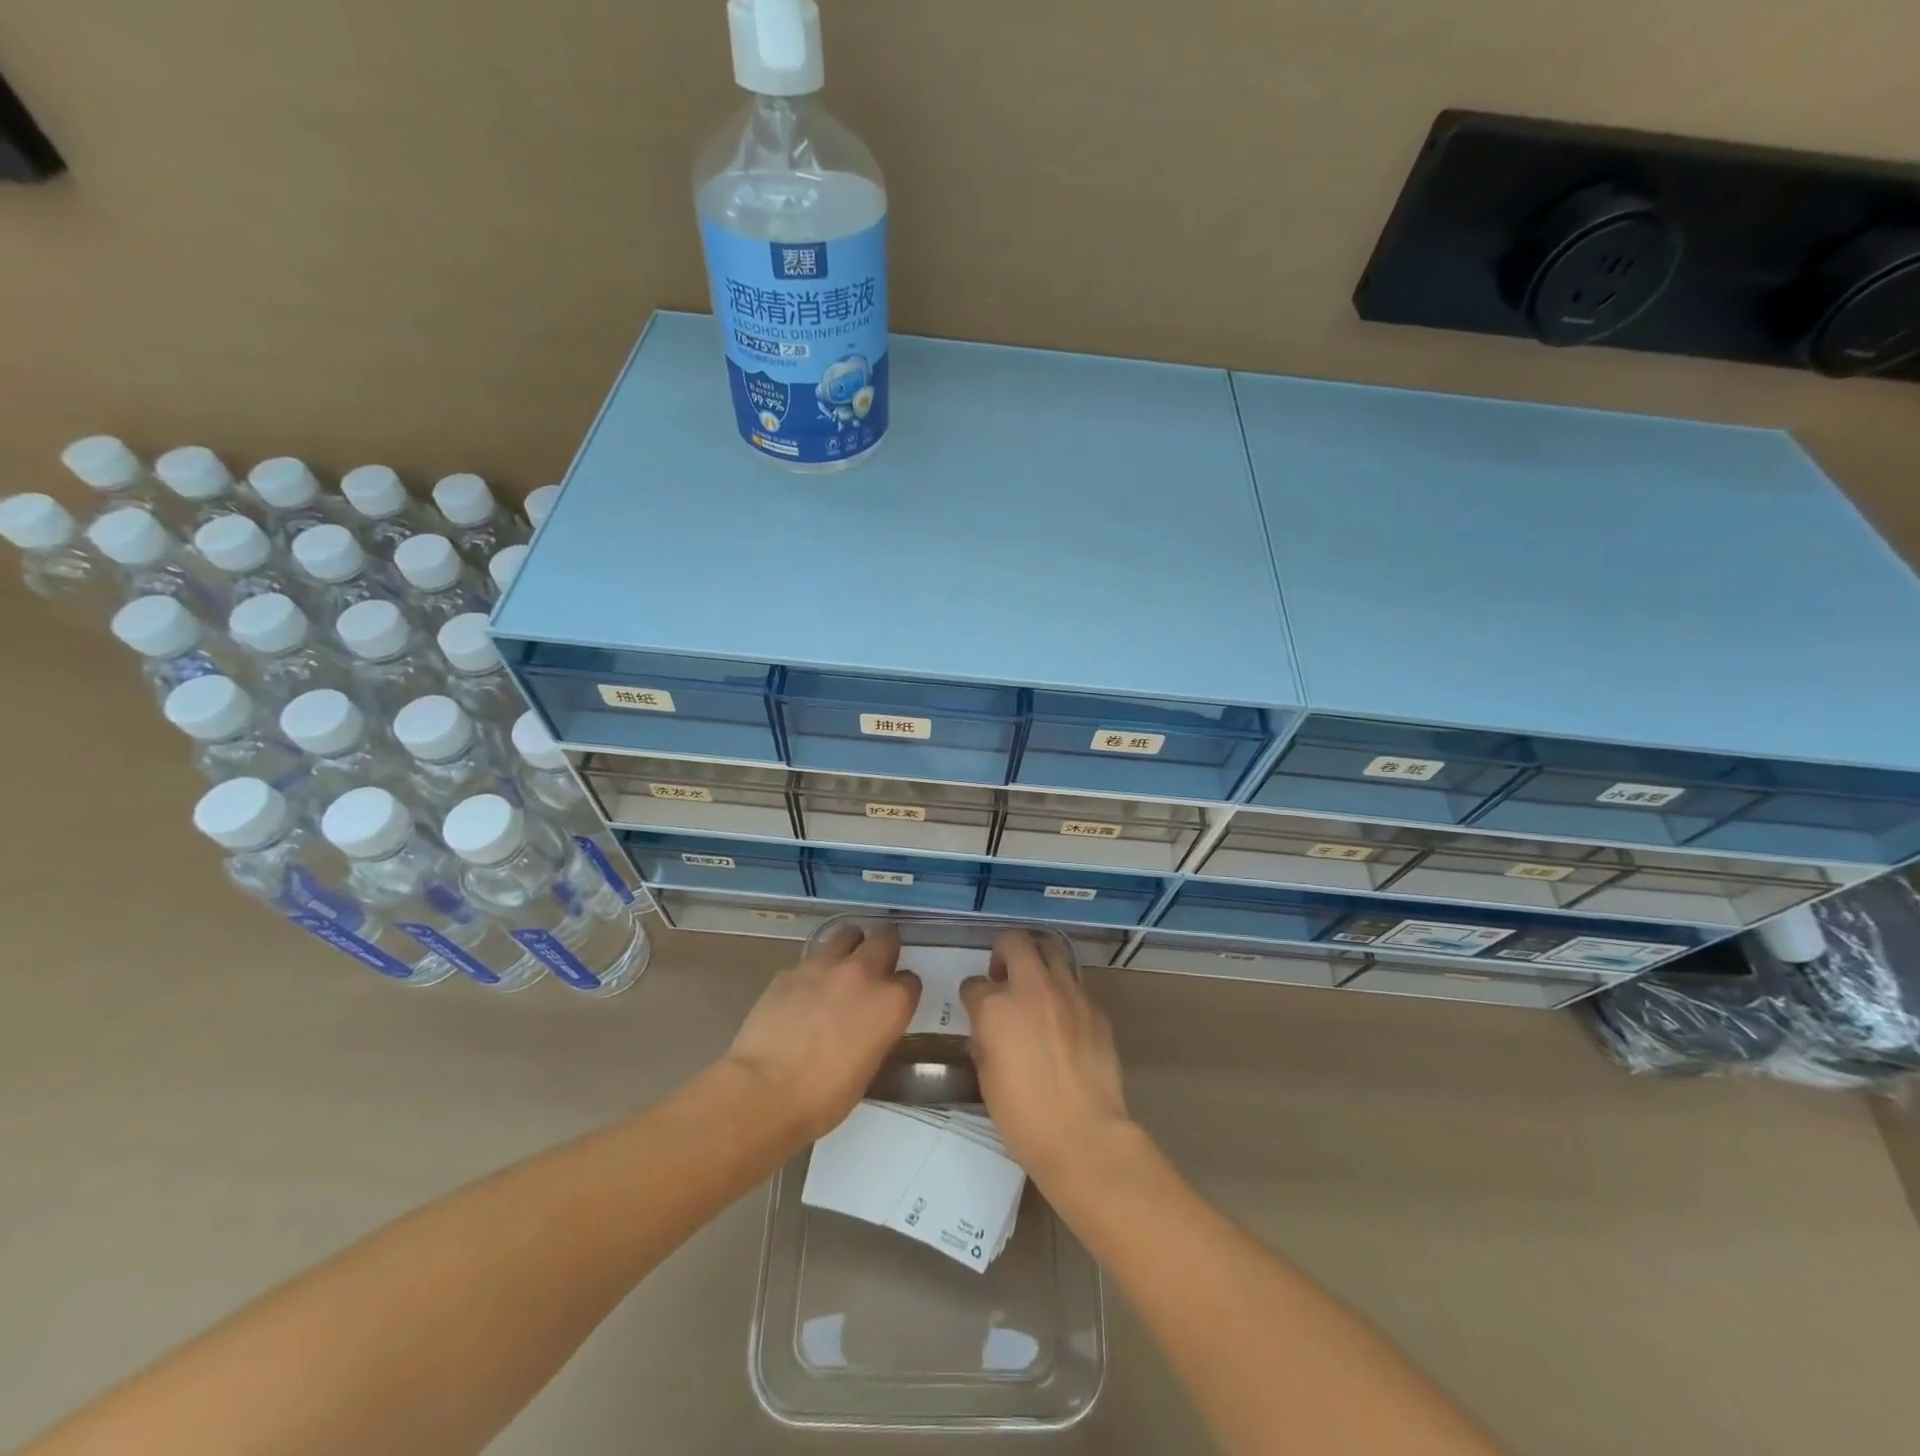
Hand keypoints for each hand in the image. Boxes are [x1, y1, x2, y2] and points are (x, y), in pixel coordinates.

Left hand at [723, 922, 920, 1144]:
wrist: (763, 1091)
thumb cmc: (823, 1098)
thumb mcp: (867, 1069)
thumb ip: (876, 1034)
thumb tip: (868, 1026)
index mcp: (890, 1003)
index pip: (911, 981)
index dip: (902, 991)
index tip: (893, 1003)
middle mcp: (863, 974)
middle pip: (886, 939)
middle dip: (885, 948)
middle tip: (876, 966)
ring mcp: (825, 966)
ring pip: (847, 933)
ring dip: (850, 945)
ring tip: (841, 965)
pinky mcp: (791, 969)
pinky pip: (810, 959)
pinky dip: (813, 970)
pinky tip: (802, 993)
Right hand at [961, 930, 1133, 1190]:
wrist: (1083, 1135)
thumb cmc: (1022, 1116)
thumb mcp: (986, 1076)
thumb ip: (984, 1040)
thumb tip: (988, 1030)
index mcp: (995, 1007)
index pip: (973, 983)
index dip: (972, 995)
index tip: (975, 1008)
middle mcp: (1032, 988)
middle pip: (1015, 942)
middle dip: (1004, 951)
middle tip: (1003, 975)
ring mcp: (1068, 994)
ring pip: (1052, 951)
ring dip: (1038, 963)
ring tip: (1036, 989)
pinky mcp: (1095, 1008)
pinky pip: (1076, 986)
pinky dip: (1064, 993)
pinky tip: (1063, 1021)